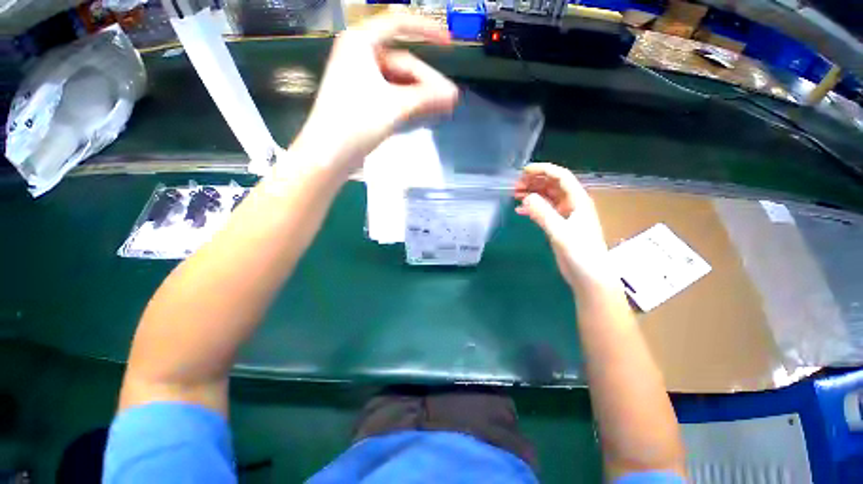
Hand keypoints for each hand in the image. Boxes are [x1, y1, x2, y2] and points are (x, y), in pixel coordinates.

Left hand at [297, 14, 458, 178]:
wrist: (330, 153)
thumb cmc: (356, 123)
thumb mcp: (394, 106)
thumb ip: (425, 98)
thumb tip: (452, 95)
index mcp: (360, 43)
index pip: (399, 24)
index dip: (427, 30)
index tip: (448, 42)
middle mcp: (359, 56)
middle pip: (402, 62)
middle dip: (427, 81)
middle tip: (449, 99)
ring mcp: (361, 79)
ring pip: (398, 81)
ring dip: (419, 95)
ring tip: (441, 108)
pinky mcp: (363, 100)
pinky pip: (391, 95)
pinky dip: (407, 102)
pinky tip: (423, 111)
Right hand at [514, 163, 611, 287]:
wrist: (589, 276)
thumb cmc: (580, 253)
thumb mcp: (560, 232)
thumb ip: (543, 214)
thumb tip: (526, 197)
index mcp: (578, 201)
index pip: (561, 177)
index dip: (543, 170)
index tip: (523, 171)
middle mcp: (572, 204)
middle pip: (552, 185)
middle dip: (534, 182)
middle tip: (515, 186)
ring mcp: (565, 215)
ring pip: (546, 197)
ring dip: (532, 194)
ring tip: (515, 195)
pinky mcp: (558, 225)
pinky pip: (543, 211)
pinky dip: (532, 208)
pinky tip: (519, 210)